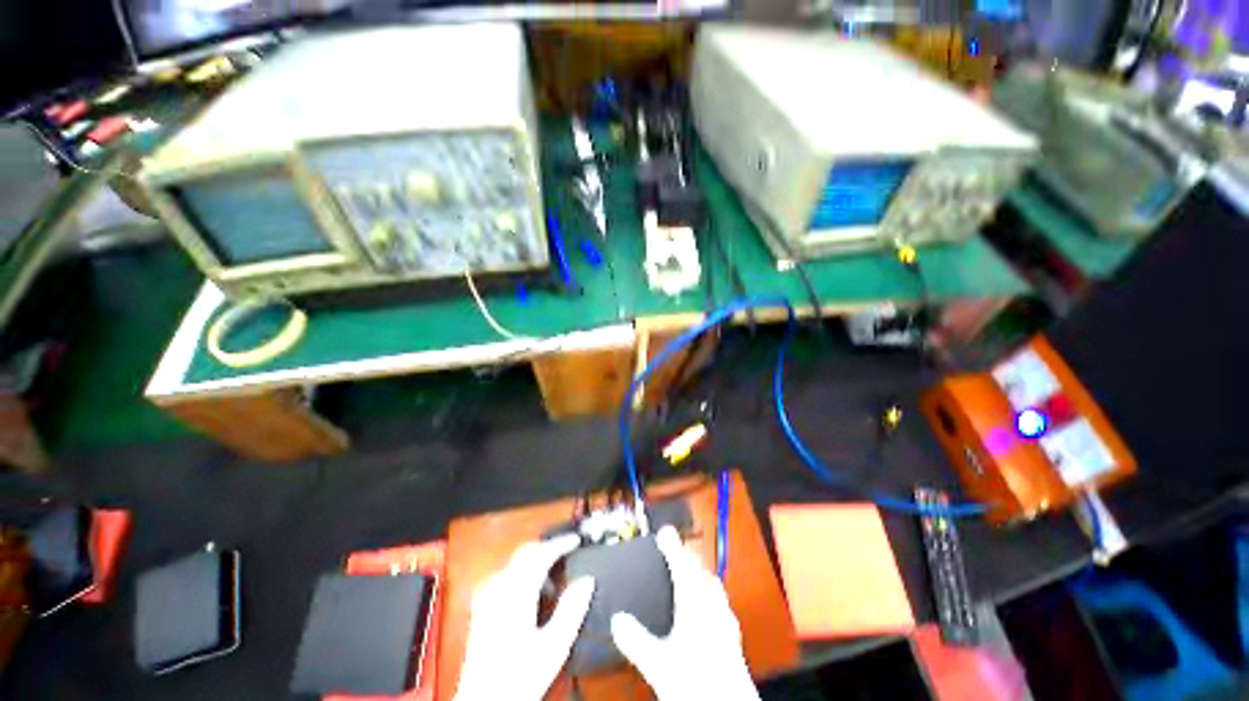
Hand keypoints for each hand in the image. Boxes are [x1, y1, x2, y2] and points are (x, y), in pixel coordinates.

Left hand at [454, 534, 594, 700]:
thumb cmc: (521, 675)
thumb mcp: (554, 647)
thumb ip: (572, 610)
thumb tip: (588, 579)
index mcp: (516, 592)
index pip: (540, 554)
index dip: (560, 543)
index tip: (576, 540)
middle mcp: (499, 587)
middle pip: (524, 552)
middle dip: (547, 547)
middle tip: (568, 551)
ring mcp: (487, 596)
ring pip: (514, 562)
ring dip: (535, 558)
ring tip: (554, 572)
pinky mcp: (481, 607)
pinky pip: (505, 574)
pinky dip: (522, 571)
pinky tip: (531, 588)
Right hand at [611, 526, 758, 700]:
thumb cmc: (696, 683)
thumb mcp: (658, 663)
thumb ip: (635, 640)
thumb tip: (617, 621)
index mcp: (694, 603)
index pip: (681, 564)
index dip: (672, 545)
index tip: (664, 531)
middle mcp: (713, 605)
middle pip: (699, 570)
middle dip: (687, 557)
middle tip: (673, 550)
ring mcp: (726, 619)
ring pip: (712, 584)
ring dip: (699, 573)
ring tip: (688, 573)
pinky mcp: (733, 635)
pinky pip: (720, 602)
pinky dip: (709, 594)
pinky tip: (705, 607)